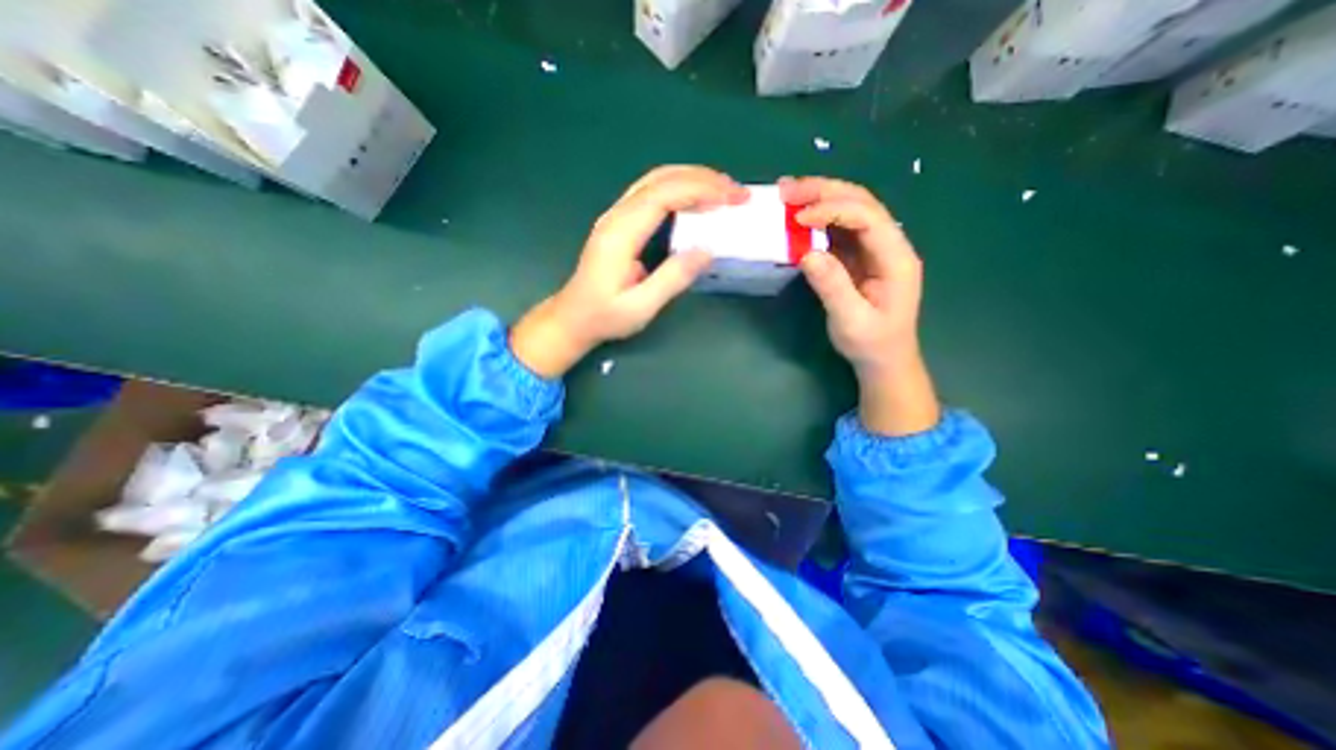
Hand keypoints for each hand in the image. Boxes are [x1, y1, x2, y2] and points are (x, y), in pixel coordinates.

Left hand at [511, 169, 747, 380]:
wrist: (573, 318)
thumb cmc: (604, 316)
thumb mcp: (641, 306)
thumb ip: (672, 278)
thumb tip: (707, 250)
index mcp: (620, 233)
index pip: (663, 195)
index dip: (701, 190)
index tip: (732, 198)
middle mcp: (617, 216)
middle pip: (660, 179)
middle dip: (703, 178)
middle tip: (736, 191)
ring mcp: (616, 216)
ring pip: (655, 181)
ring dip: (692, 179)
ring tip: (724, 191)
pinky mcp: (620, 223)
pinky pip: (652, 194)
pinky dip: (679, 189)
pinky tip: (697, 200)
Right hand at [786, 176, 937, 435]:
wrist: (883, 359)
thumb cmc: (872, 344)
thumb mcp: (851, 321)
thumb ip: (833, 287)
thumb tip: (808, 254)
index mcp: (896, 258)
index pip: (868, 218)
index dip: (834, 210)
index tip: (800, 218)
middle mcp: (889, 245)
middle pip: (861, 203)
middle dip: (824, 192)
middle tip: (787, 190)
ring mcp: (873, 249)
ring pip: (850, 210)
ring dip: (819, 198)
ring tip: (787, 194)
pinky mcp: (858, 257)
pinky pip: (838, 230)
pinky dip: (817, 219)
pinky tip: (797, 216)